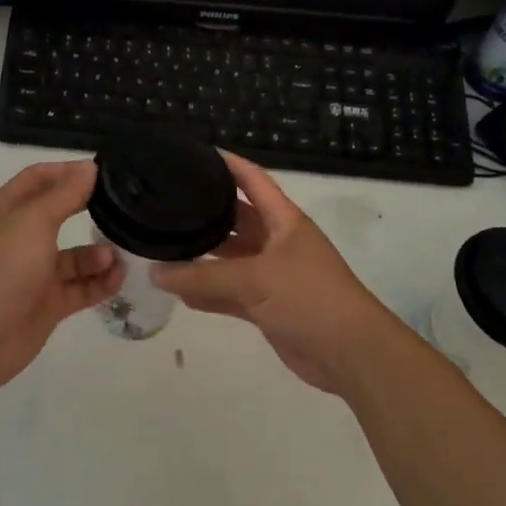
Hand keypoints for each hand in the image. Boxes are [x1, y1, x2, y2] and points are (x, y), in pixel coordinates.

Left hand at [0, 160, 124, 396]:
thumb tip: (89, 167)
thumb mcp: (33, 222)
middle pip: (61, 214)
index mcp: (8, 210)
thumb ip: (65, 195)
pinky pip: (81, 287)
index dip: (69, 171)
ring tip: (118, 256)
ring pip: (75, 255)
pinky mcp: (48, 303)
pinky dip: (100, 282)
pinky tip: (119, 278)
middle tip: (127, 207)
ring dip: (99, 253)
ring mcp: (35, 272)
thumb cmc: (0, 269)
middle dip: (90, 209)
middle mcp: (22, 237)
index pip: (40, 178)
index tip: (105, 171)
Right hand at [151, 153, 392, 394]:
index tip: (199, 153)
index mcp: (284, 221)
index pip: (254, 181)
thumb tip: (156, 272)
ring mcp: (274, 276)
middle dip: (208, 213)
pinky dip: (210, 293)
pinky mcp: (269, 307)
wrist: (350, 353)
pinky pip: (232, 293)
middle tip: (169, 204)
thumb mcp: (255, 279)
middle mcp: (278, 243)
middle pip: (238, 220)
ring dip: (205, 257)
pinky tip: (180, 292)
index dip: (230, 165)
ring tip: (165, 247)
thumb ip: (204, 276)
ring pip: (232, 260)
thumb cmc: (309, 298)